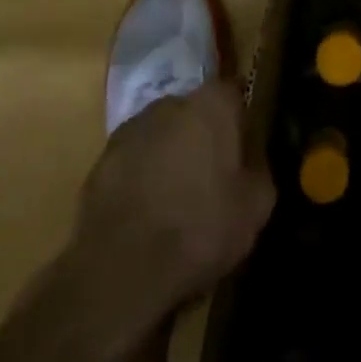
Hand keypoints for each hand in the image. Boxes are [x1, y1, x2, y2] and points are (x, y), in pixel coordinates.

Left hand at [70, 81, 275, 315]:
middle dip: (202, 134)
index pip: (233, 93)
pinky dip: (141, 177)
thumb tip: (252, 162)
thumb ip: (259, 172)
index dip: (239, 119)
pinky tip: (146, 213)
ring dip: (169, 154)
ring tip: (175, 197)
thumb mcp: (255, 207)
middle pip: (194, 111)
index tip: (244, 145)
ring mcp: (131, 129)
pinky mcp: (101, 160)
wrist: (121, 268)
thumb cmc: (200, 228)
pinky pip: (132, 161)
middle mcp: (170, 103)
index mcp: (212, 105)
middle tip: (211, 174)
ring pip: (161, 134)